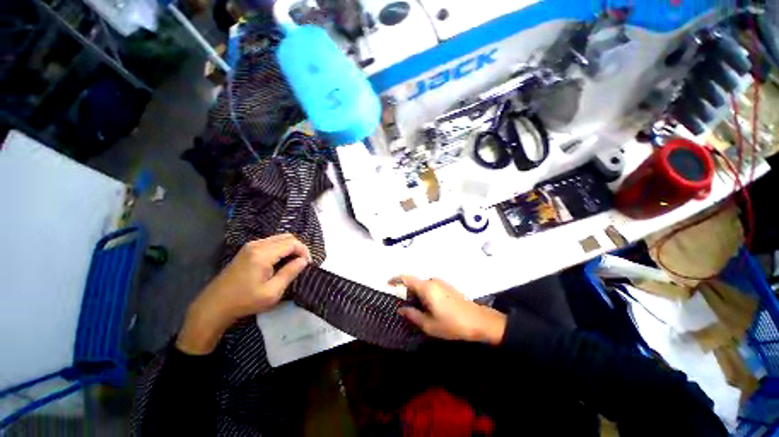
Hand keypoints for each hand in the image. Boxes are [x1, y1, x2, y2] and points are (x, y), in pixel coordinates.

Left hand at [177, 234, 309, 354]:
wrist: (215, 305)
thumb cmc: (245, 301)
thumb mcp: (272, 292)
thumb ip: (290, 273)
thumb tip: (304, 261)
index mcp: (263, 254)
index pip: (292, 243)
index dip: (304, 251)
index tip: (307, 264)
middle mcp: (257, 244)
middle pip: (287, 237)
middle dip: (299, 248)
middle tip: (302, 263)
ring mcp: (251, 245)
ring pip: (279, 238)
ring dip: (290, 247)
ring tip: (293, 263)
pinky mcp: (247, 249)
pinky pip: (271, 242)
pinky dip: (281, 248)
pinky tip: (281, 261)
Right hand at [391, 276, 506, 344]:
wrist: (478, 320)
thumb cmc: (452, 323)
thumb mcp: (429, 324)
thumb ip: (412, 315)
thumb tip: (400, 309)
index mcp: (426, 287)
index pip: (406, 278)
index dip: (395, 279)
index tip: (387, 284)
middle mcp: (432, 281)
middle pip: (414, 282)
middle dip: (406, 292)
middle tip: (403, 306)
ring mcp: (441, 282)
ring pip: (422, 286)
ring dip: (416, 294)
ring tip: (415, 309)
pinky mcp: (446, 286)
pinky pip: (430, 287)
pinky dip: (424, 294)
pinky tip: (427, 307)